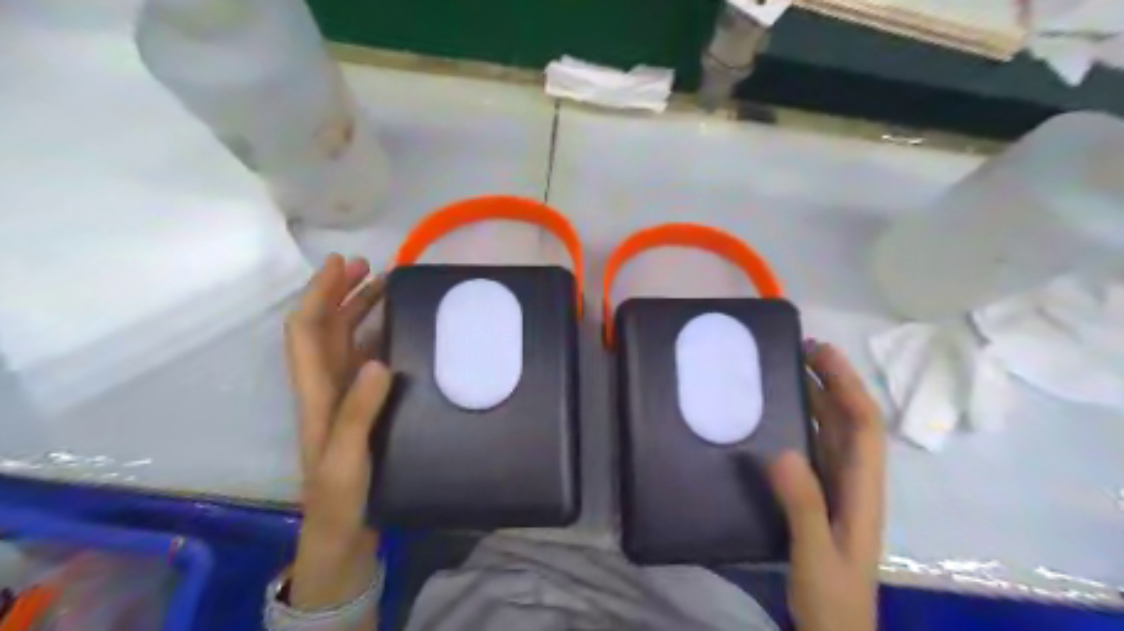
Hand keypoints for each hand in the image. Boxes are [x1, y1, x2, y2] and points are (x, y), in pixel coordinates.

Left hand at [283, 253, 391, 614]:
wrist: (344, 529)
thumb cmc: (340, 495)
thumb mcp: (346, 457)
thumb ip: (358, 411)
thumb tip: (379, 360)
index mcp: (316, 391)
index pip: (307, 330)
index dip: (319, 294)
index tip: (341, 264)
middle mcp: (326, 384)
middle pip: (325, 327)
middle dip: (341, 292)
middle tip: (371, 266)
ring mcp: (344, 394)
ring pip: (345, 339)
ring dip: (359, 309)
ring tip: (386, 285)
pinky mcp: (363, 404)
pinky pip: (366, 359)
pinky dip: (378, 336)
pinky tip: (398, 329)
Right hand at [773, 343, 886, 628]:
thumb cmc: (831, 599)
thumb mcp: (817, 555)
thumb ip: (803, 506)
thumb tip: (782, 450)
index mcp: (863, 491)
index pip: (864, 427)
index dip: (847, 386)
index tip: (821, 354)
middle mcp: (855, 481)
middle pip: (852, 421)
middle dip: (834, 381)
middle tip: (802, 348)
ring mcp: (838, 488)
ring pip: (834, 431)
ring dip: (819, 397)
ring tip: (791, 369)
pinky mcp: (820, 496)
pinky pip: (816, 447)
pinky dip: (804, 422)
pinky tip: (782, 415)